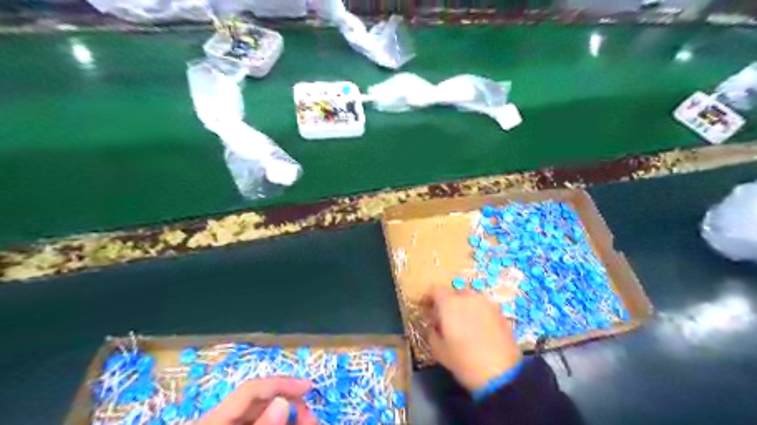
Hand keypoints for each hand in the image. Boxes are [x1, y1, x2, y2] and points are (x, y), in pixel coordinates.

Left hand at [195, 378, 315, 424]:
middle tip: (312, 416)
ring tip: (309, 421)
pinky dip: (279, 424)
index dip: (282, 383)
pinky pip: (258, 422)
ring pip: (263, 413)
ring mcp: (227, 423)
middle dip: (290, 403)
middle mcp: (221, 417)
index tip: (309, 386)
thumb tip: (284, 401)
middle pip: (261, 401)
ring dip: (289, 416)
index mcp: (215, 417)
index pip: (253, 388)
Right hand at [424, 286, 523, 391]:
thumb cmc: (464, 361)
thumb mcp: (438, 350)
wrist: (502, 374)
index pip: (435, 290)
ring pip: (471, 299)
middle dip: (448, 303)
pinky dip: (478, 314)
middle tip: (445, 319)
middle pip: (454, 293)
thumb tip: (434, 325)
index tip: (426, 308)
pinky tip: (478, 331)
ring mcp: (487, 303)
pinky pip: (484, 308)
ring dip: (464, 307)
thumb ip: (432, 332)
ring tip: (463, 324)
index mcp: (450, 303)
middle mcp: (468, 297)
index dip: (429, 298)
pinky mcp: (501, 313)